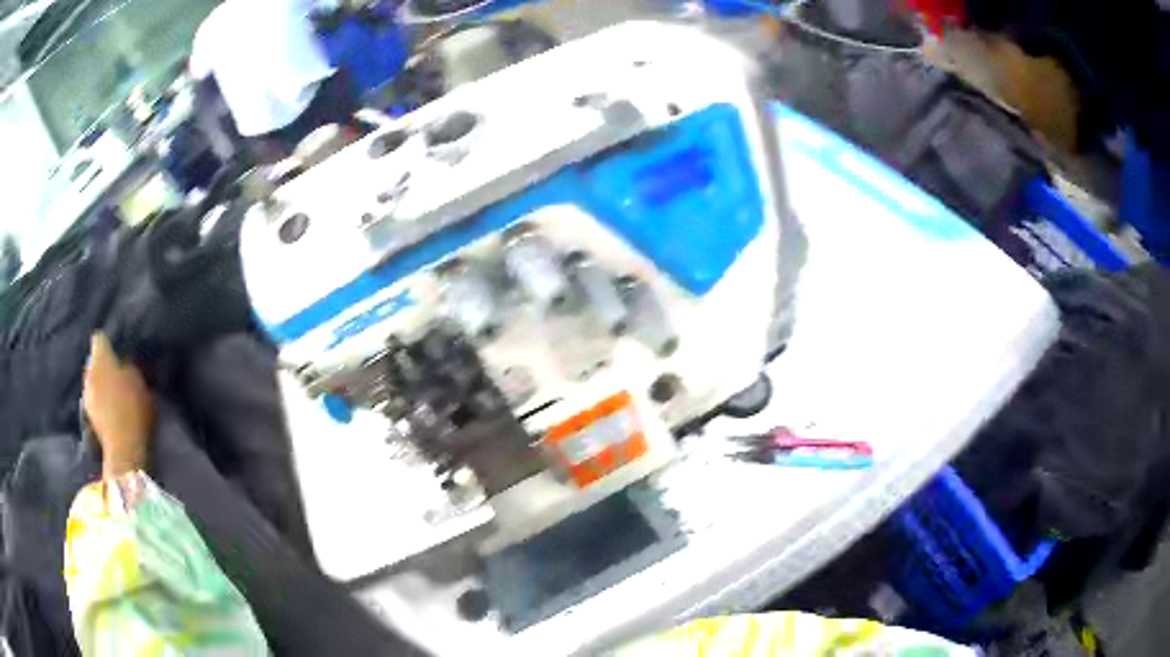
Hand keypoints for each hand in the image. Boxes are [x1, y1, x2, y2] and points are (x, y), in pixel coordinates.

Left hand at [84, 333, 153, 477]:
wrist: (123, 448)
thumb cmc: (133, 408)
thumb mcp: (140, 382)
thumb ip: (130, 366)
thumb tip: (126, 360)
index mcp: (100, 356)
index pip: (100, 338)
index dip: (109, 343)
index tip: (118, 351)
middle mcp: (89, 370)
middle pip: (94, 361)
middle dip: (103, 366)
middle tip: (117, 374)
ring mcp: (86, 394)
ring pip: (93, 381)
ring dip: (100, 385)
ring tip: (113, 395)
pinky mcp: (88, 415)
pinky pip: (93, 400)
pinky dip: (100, 403)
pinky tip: (110, 411)